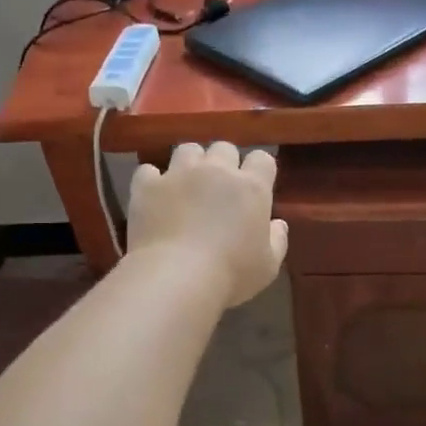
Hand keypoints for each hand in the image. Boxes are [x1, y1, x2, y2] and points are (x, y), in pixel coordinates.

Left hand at [126, 142, 287, 307]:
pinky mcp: (148, 186)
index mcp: (252, 187)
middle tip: (220, 187)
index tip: (256, 187)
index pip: (262, 159)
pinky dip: (153, 180)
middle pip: (224, 148)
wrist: (176, 277)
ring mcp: (179, 174)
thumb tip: (278, 224)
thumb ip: (277, 240)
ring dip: (190, 163)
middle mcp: (217, 170)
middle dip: (224, 162)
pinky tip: (155, 195)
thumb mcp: (268, 266)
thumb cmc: (231, 274)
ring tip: (187, 185)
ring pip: (187, 149)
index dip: (260, 169)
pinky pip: (149, 170)